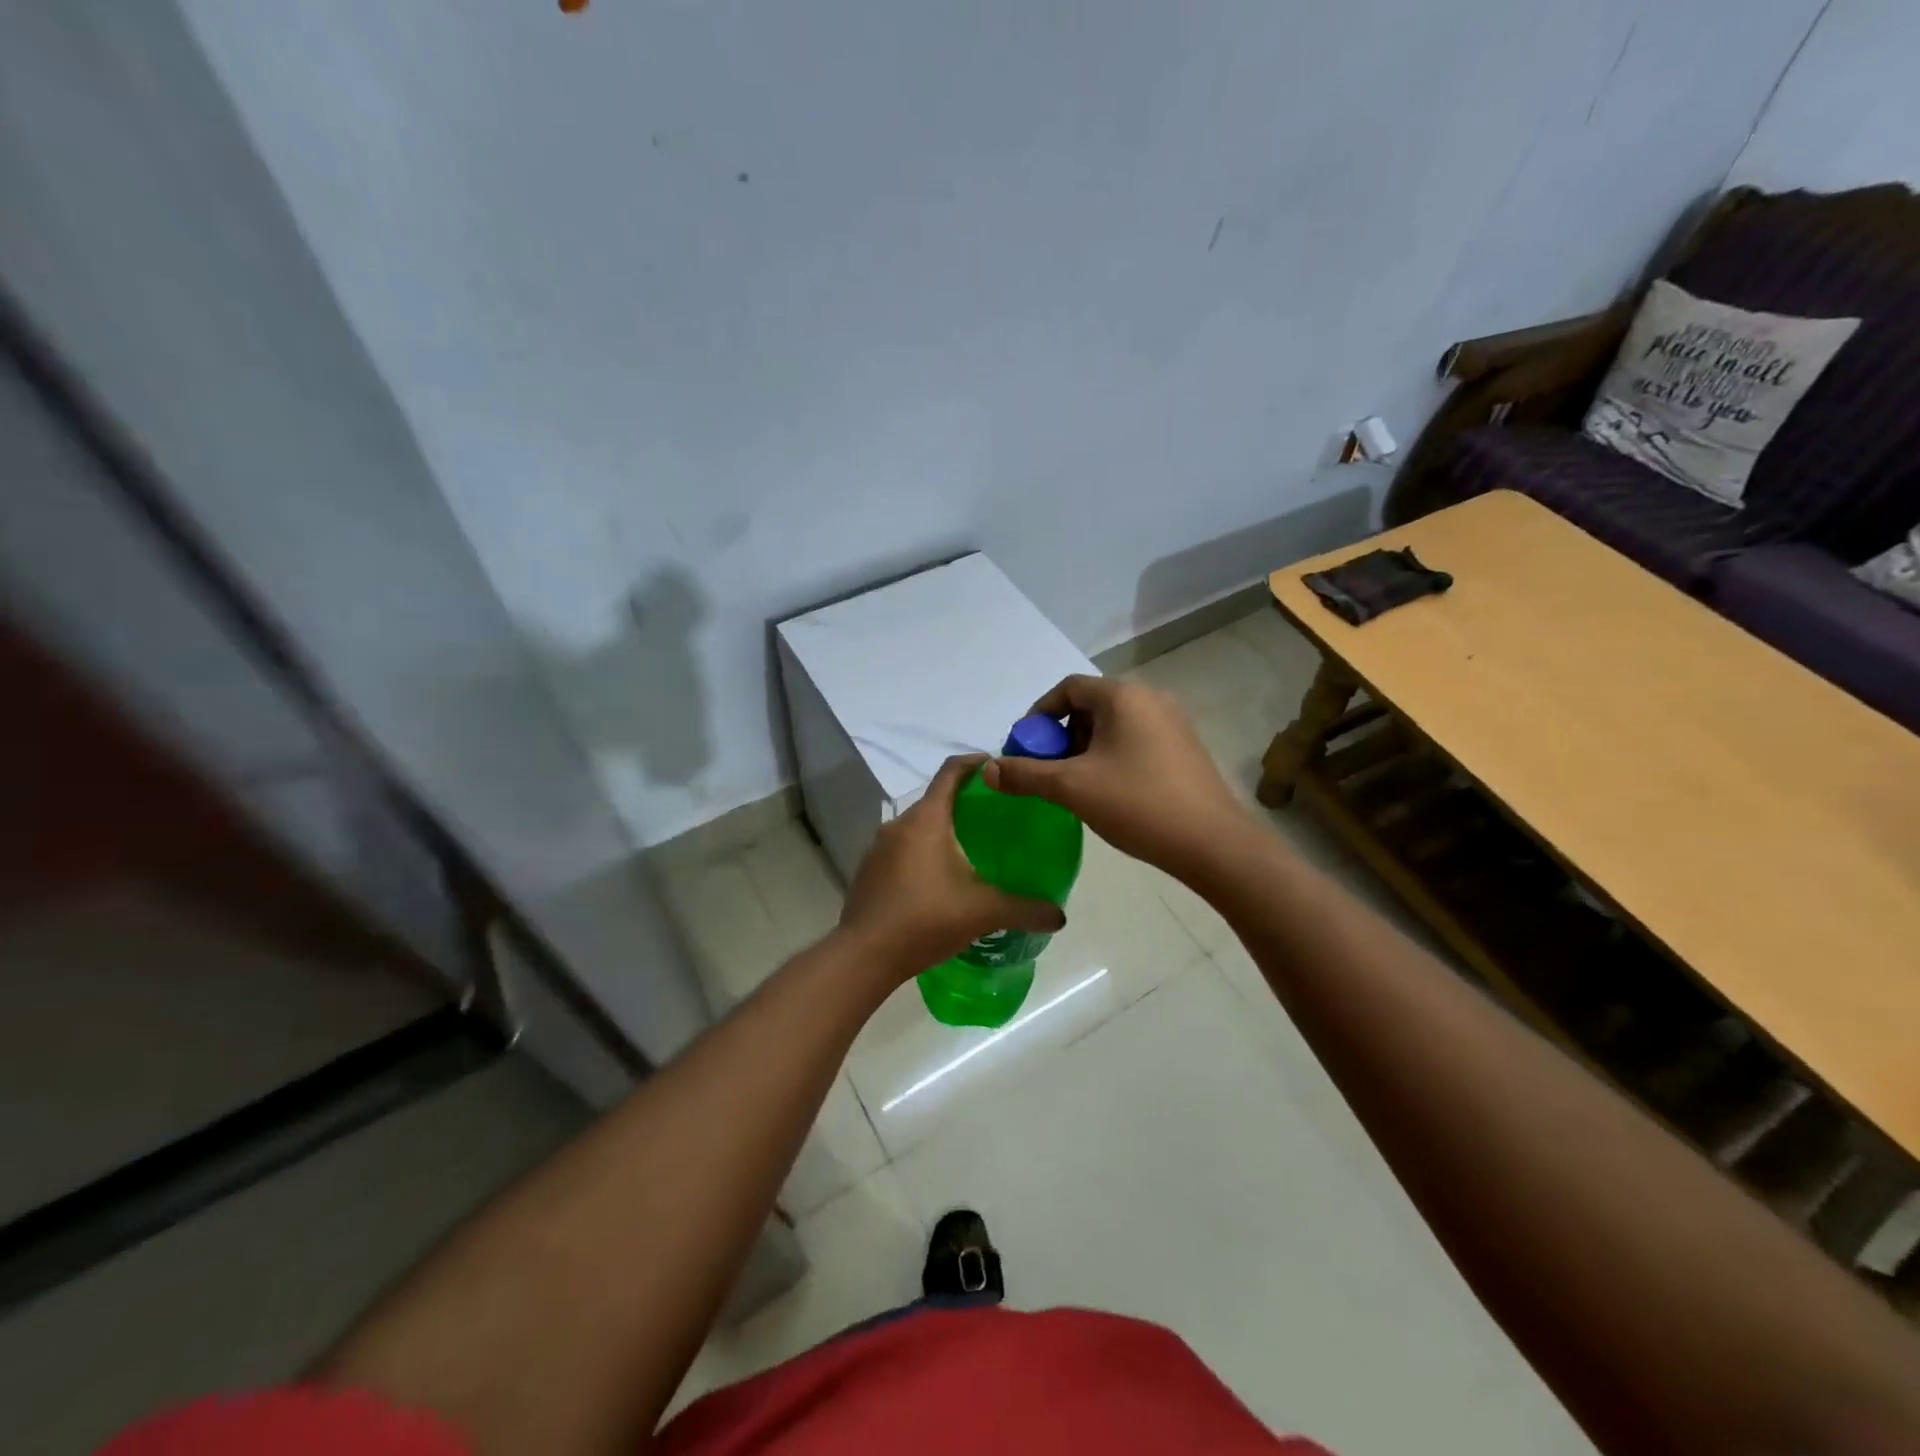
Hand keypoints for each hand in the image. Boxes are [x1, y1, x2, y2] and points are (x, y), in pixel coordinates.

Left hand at [839, 753, 1065, 979]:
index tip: (996, 765)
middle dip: (963, 803)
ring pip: (917, 827)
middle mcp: (899, 825)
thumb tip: (1059, 916)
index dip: (974, 763)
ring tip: (970, 850)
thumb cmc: (926, 919)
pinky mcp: (869, 870)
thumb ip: (1025, 910)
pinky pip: (902, 849)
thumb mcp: (984, 913)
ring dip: (942, 831)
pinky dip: (922, 853)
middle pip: (935, 800)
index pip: (951, 773)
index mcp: (927, 820)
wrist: (864, 955)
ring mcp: (878, 848)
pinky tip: (939, 880)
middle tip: (994, 817)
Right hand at [982, 675, 1248, 878]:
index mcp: (1123, 696)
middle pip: (1090, 706)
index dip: (1038, 715)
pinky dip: (1111, 757)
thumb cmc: (1137, 804)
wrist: (1212, 843)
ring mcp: (1173, 723)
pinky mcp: (1184, 748)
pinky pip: (1135, 741)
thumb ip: (1024, 775)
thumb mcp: (1072, 788)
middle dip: (1060, 736)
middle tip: (1046, 771)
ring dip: (1084, 749)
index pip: (1068, 688)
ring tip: (1073, 785)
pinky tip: (1107, 792)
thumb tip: (987, 769)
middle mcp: (1150, 699)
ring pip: (1113, 726)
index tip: (1024, 748)